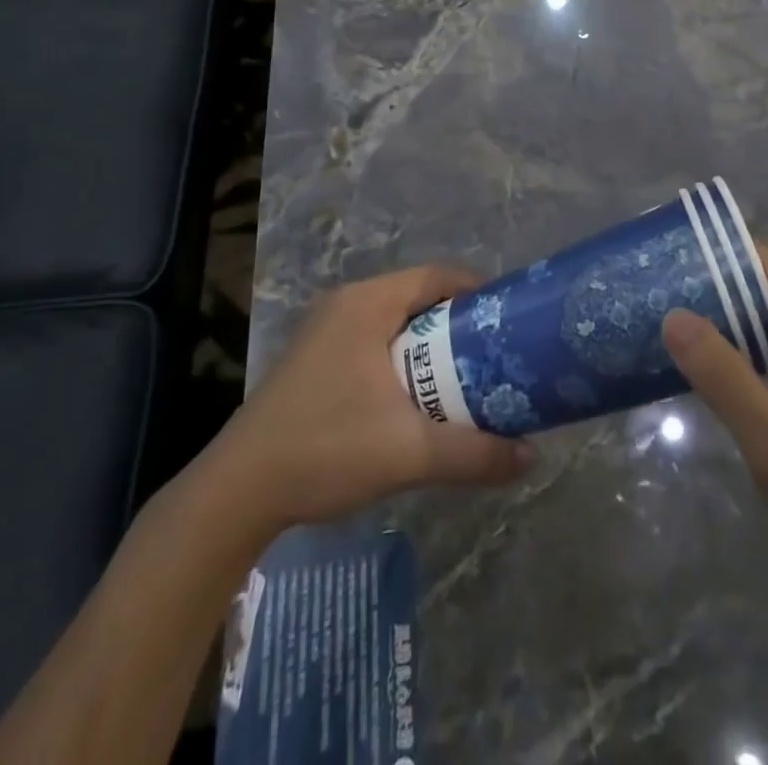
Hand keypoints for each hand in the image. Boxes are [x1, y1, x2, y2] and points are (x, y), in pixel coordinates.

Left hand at [213, 265, 532, 530]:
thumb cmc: (326, 449)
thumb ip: (474, 453)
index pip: (438, 276)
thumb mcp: (409, 453)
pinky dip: (402, 355)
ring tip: (464, 374)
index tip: (508, 319)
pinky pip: (373, 338)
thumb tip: (529, 458)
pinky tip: (415, 394)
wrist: (237, 491)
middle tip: (493, 352)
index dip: (478, 291)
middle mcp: (345, 303)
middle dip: (458, 321)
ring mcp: (324, 329)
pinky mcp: (313, 356)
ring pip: (394, 319)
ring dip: (429, 341)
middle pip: (418, 295)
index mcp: (367, 303)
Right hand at [662, 244, 767, 582]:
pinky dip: (735, 346)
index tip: (656, 261)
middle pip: (753, 282)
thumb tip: (672, 315)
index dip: (705, 254)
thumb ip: (722, 374)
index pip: (753, 259)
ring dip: (715, 318)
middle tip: (643, 295)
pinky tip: (699, 364)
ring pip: (759, 315)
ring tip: (656, 322)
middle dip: (701, 286)